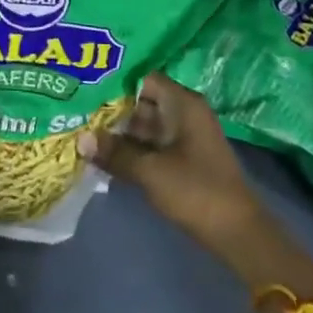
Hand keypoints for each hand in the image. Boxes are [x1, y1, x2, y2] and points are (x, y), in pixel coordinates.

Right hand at [78, 72, 265, 253]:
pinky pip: (149, 144)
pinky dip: (129, 147)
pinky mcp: (181, 158)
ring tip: (80, 128)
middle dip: (110, 107)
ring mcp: (183, 136)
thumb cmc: (197, 191)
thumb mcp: (151, 171)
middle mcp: (183, 113)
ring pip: (143, 124)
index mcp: (183, 103)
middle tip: (74, 108)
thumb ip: (115, 153)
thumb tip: (79, 139)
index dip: (114, 80)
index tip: (84, 85)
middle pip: (140, 101)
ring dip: (117, 130)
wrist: (238, 234)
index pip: (143, 78)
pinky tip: (101, 152)